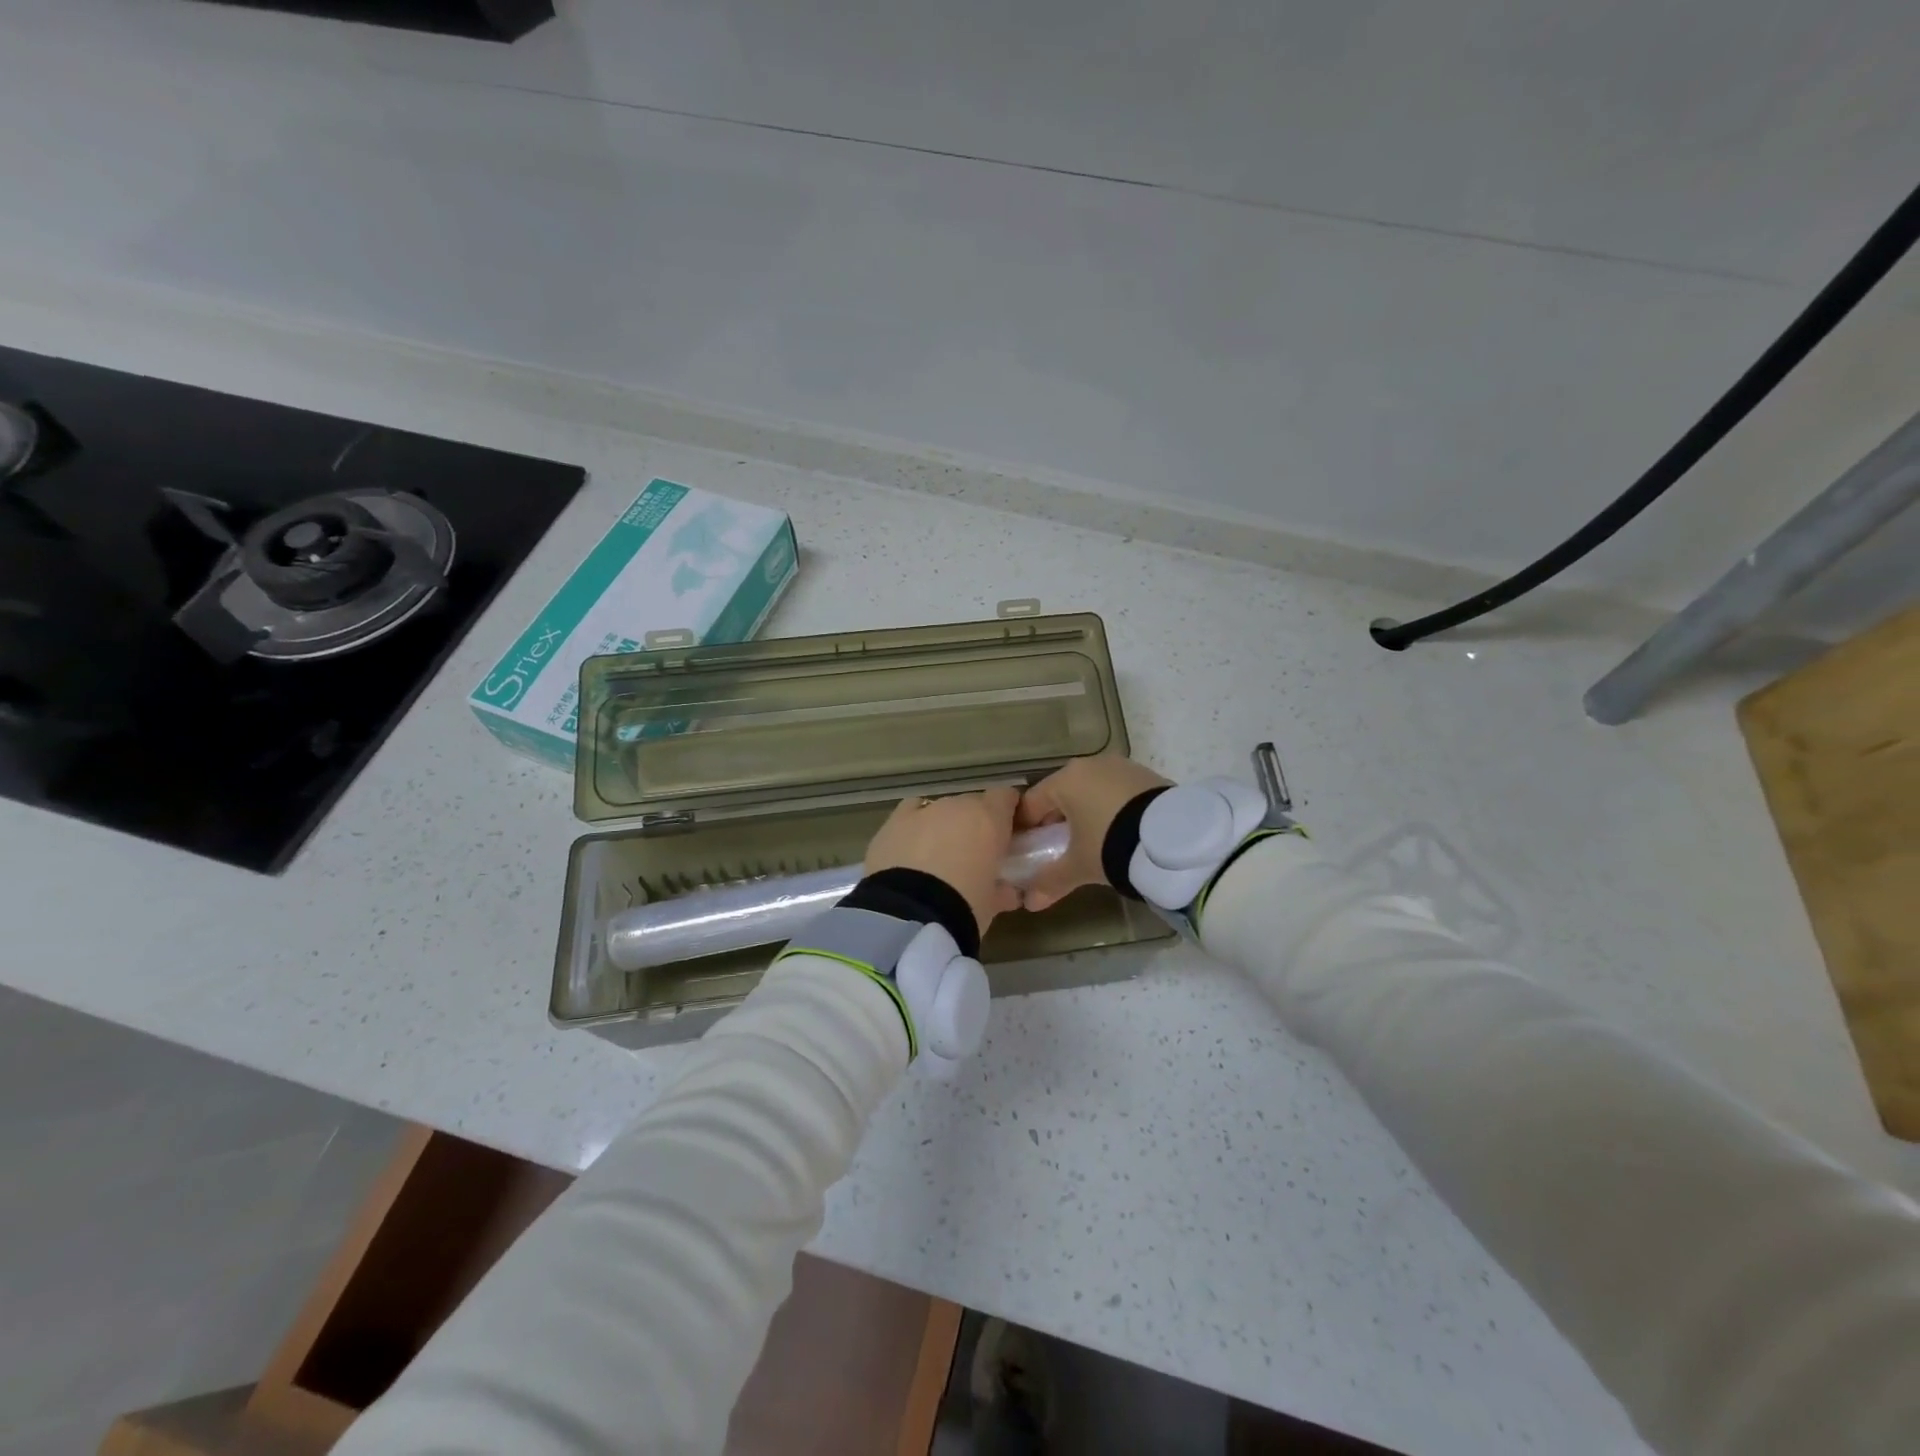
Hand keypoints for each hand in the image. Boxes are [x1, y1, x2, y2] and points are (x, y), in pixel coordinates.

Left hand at [865, 788, 1023, 934]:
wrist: (910, 913)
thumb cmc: (964, 907)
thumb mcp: (992, 904)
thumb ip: (1002, 889)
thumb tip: (1007, 890)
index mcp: (989, 819)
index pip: (1006, 797)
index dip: (1006, 813)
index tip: (1007, 834)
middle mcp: (956, 806)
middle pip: (971, 805)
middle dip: (973, 825)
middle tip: (972, 857)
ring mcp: (922, 811)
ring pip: (939, 810)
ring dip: (943, 827)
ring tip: (937, 859)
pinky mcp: (892, 823)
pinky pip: (910, 814)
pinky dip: (914, 826)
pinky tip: (910, 848)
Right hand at [1016, 756, 1170, 910]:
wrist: (1172, 837)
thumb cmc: (1111, 843)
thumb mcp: (1079, 866)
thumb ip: (1050, 881)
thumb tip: (1030, 903)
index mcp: (1065, 780)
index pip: (1031, 803)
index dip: (1024, 828)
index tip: (1026, 850)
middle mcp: (1089, 764)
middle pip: (1060, 793)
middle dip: (1055, 820)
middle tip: (1057, 848)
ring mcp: (1119, 766)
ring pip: (1089, 790)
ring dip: (1084, 812)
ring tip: (1090, 841)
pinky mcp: (1144, 774)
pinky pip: (1114, 790)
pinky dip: (1109, 807)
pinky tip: (1116, 830)